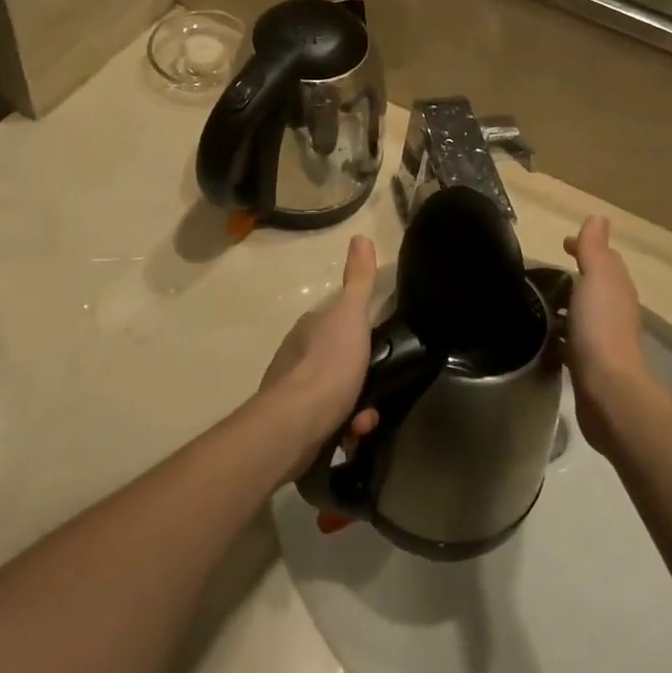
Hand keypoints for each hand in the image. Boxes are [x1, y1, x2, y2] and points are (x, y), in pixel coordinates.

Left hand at [259, 236, 381, 478]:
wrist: (296, 423)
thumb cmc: (329, 364)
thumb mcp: (351, 316)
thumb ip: (359, 280)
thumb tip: (360, 236)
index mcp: (309, 327)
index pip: (339, 324)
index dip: (361, 338)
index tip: (378, 352)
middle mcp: (297, 356)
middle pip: (340, 362)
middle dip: (360, 378)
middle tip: (375, 392)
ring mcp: (292, 391)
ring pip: (335, 395)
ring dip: (356, 408)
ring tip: (364, 421)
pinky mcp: (293, 425)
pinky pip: (327, 423)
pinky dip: (343, 429)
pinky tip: (351, 436)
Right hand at [561, 216, 648, 456]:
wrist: (607, 390)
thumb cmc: (600, 327)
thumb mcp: (596, 278)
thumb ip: (594, 249)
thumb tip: (598, 217)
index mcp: (617, 287)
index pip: (604, 258)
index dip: (584, 248)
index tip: (561, 245)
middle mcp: (615, 310)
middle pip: (596, 285)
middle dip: (576, 274)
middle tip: (544, 272)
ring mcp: (604, 339)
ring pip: (584, 313)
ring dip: (568, 305)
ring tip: (538, 302)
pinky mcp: (590, 365)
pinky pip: (574, 340)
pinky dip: (563, 333)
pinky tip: (545, 336)